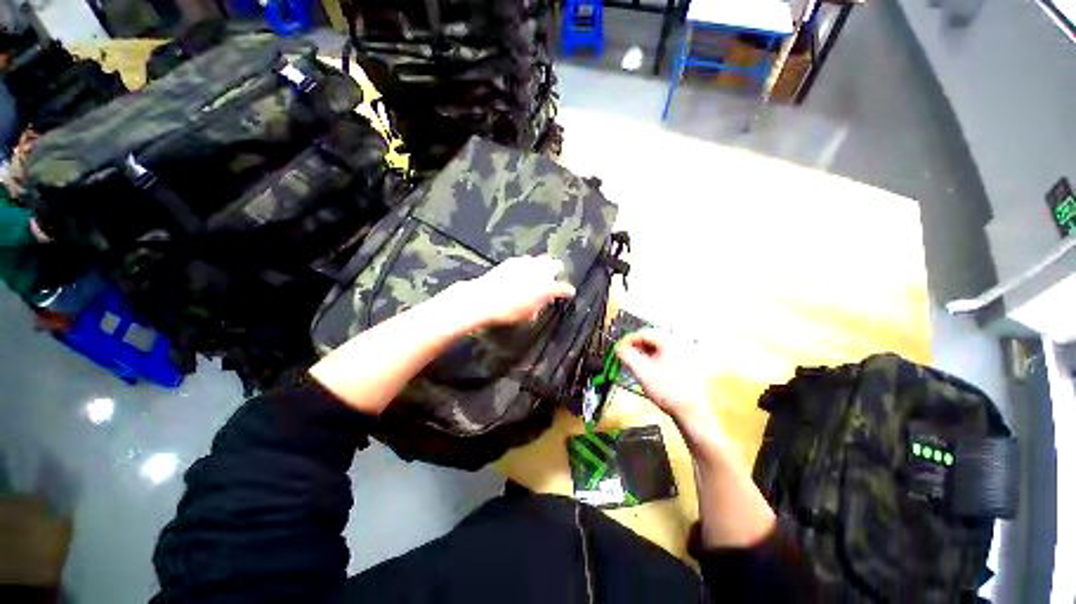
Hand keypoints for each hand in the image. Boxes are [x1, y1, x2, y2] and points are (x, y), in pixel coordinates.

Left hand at [454, 255, 574, 327]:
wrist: (485, 299)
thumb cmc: (508, 312)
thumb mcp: (528, 315)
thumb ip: (540, 306)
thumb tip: (543, 302)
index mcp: (547, 287)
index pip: (564, 288)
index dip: (568, 292)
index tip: (569, 294)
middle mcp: (540, 272)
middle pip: (556, 265)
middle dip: (557, 272)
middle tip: (553, 280)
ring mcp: (527, 264)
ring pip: (542, 259)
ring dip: (543, 267)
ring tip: (537, 274)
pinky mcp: (514, 260)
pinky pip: (526, 260)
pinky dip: (528, 266)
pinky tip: (522, 273)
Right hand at [616, 329, 713, 424]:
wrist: (692, 411)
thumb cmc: (669, 392)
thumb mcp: (642, 372)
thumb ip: (627, 356)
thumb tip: (619, 348)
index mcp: (670, 341)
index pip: (643, 333)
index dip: (628, 340)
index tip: (619, 348)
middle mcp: (680, 342)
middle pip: (652, 338)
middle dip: (637, 346)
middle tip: (626, 355)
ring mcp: (687, 352)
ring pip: (660, 346)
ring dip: (646, 352)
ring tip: (636, 363)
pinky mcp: (689, 361)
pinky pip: (668, 353)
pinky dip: (656, 357)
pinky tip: (650, 368)